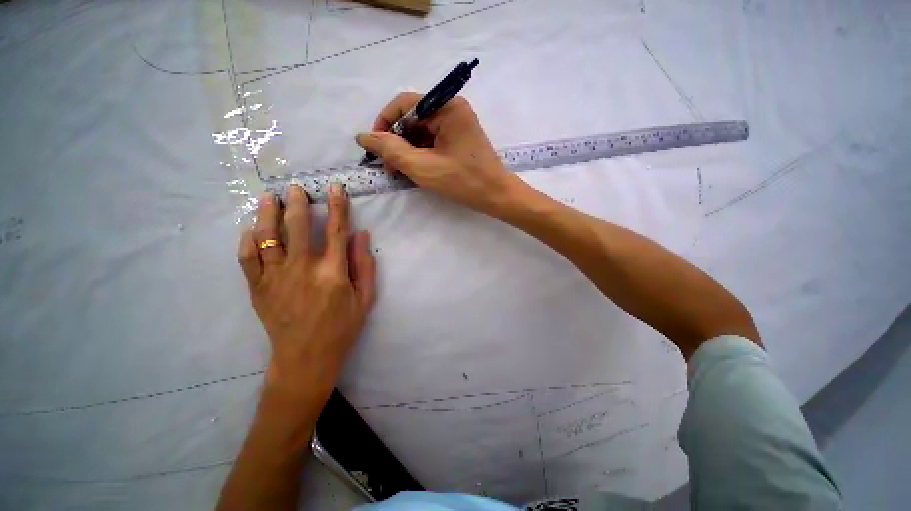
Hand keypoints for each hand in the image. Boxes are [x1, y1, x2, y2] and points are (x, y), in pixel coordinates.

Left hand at [237, 184, 375, 397]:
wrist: (305, 357)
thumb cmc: (342, 327)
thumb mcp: (365, 298)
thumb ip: (365, 265)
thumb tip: (361, 234)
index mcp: (333, 273)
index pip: (336, 230)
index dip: (337, 206)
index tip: (335, 188)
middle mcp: (302, 270)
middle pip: (298, 227)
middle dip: (297, 203)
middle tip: (294, 188)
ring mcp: (275, 278)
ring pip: (268, 237)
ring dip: (268, 214)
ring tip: (269, 198)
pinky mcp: (257, 288)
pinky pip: (247, 258)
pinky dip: (247, 240)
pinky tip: (251, 230)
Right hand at [355, 92, 523, 213]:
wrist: (496, 195)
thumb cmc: (463, 180)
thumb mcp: (422, 167)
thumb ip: (390, 150)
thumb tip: (362, 136)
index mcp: (447, 106)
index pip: (405, 104)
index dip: (385, 123)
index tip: (376, 147)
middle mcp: (453, 108)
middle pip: (413, 119)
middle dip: (398, 142)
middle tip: (390, 167)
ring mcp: (458, 124)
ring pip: (422, 132)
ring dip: (408, 150)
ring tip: (402, 172)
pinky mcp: (460, 138)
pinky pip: (433, 140)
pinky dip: (422, 154)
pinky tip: (418, 169)